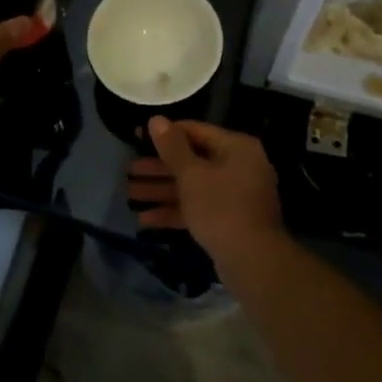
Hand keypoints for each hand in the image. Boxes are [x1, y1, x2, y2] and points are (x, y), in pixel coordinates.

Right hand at [127, 118, 285, 269]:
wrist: (252, 262)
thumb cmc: (221, 208)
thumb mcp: (192, 175)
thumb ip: (172, 147)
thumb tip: (156, 119)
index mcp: (236, 148)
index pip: (195, 131)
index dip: (165, 134)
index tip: (138, 137)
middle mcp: (239, 167)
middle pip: (192, 161)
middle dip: (158, 168)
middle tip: (129, 170)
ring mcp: (235, 196)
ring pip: (192, 187)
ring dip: (161, 190)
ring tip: (129, 194)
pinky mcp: (228, 221)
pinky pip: (198, 209)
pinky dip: (175, 211)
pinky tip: (145, 220)